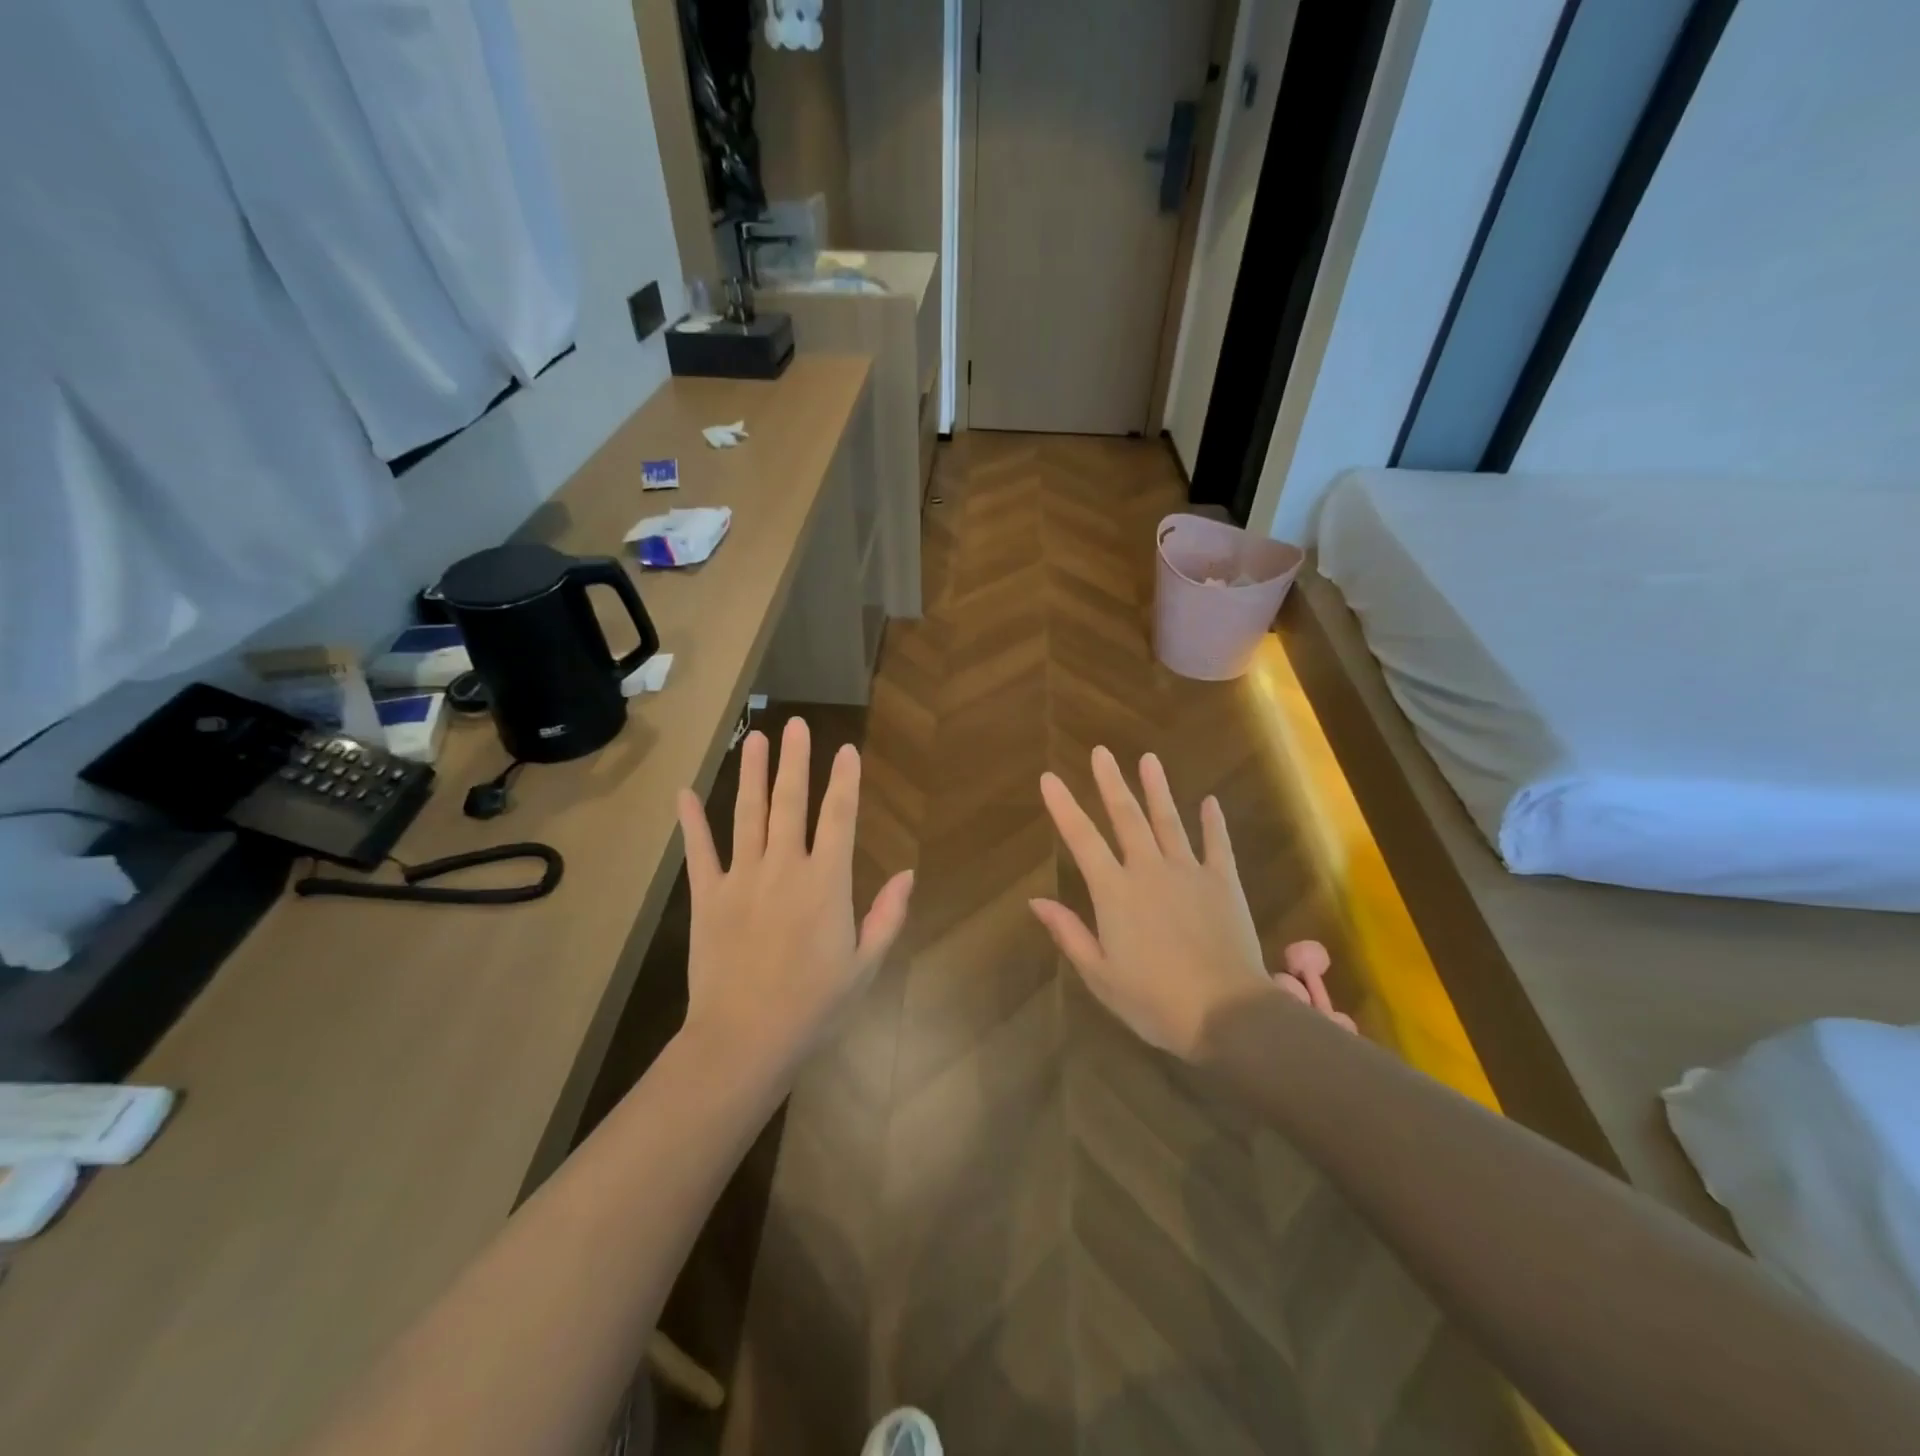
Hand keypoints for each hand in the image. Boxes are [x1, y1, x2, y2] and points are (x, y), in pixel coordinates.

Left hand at [676, 718, 913, 1070]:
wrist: (744, 1040)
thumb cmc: (814, 1006)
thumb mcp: (865, 966)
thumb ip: (887, 915)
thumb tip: (907, 873)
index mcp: (825, 883)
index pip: (839, 818)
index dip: (845, 780)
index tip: (847, 749)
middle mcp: (783, 868)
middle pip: (790, 803)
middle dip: (795, 761)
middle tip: (795, 724)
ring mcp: (741, 879)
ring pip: (747, 815)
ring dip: (752, 774)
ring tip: (756, 738)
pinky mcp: (707, 897)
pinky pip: (700, 852)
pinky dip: (692, 822)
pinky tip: (685, 793)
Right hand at [1031, 747, 1349, 1059]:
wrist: (1227, 1014)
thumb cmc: (1155, 1001)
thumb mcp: (1100, 975)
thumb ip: (1069, 933)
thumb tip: (1035, 901)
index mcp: (1115, 892)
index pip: (1082, 839)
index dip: (1063, 807)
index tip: (1049, 778)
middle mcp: (1149, 870)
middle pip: (1126, 817)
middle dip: (1111, 782)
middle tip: (1101, 752)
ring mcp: (1189, 872)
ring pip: (1169, 821)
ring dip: (1157, 789)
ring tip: (1148, 758)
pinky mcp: (1224, 883)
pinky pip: (1217, 844)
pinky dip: (1213, 822)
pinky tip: (1210, 801)